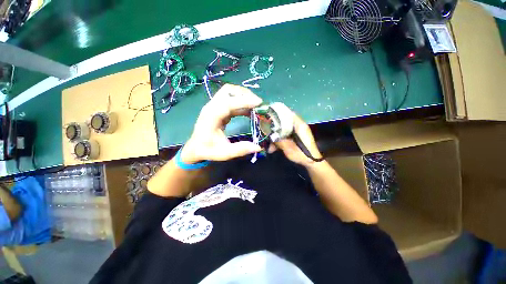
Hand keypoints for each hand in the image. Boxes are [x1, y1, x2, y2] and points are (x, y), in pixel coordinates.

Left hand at [181, 84, 262, 163]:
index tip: (258, 103)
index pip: (228, 102)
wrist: (195, 148)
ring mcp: (215, 106)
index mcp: (211, 116)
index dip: (243, 101)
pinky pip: (231, 100)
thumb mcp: (223, 153)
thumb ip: (239, 150)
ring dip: (243, 96)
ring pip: (230, 93)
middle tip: (258, 104)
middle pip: (228, 91)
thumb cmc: (207, 150)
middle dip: (244, 94)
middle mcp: (212, 107)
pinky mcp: (219, 109)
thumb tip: (257, 147)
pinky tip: (250, 111)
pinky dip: (242, 102)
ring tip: (256, 106)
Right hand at [268, 114, 322, 167]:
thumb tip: (270, 136)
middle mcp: (298, 126)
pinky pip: (284, 135)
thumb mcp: (289, 149)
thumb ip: (279, 141)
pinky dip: (279, 140)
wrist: (312, 163)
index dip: (278, 113)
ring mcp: (296, 132)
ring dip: (275, 137)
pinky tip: (273, 149)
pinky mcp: (294, 137)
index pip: (288, 114)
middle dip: (273, 128)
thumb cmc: (303, 155)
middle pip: (283, 122)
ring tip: (269, 147)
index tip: (268, 115)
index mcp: (299, 126)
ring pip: (282, 130)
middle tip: (265, 133)